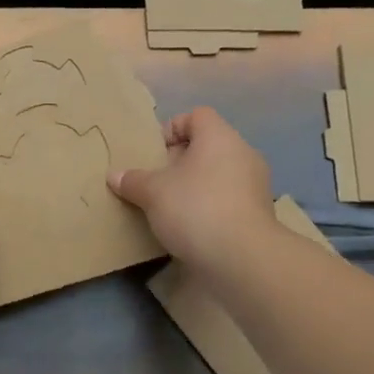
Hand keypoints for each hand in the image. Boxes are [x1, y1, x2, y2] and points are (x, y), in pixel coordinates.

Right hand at [109, 107, 275, 268]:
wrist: (242, 258)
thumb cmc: (195, 208)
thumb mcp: (153, 192)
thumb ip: (133, 180)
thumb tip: (114, 175)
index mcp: (219, 137)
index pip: (196, 116)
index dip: (172, 128)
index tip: (153, 153)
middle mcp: (243, 154)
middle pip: (207, 146)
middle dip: (179, 161)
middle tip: (156, 181)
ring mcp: (255, 185)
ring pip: (218, 175)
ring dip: (194, 186)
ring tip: (169, 207)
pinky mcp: (258, 214)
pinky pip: (227, 200)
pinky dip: (209, 207)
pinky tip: (190, 227)